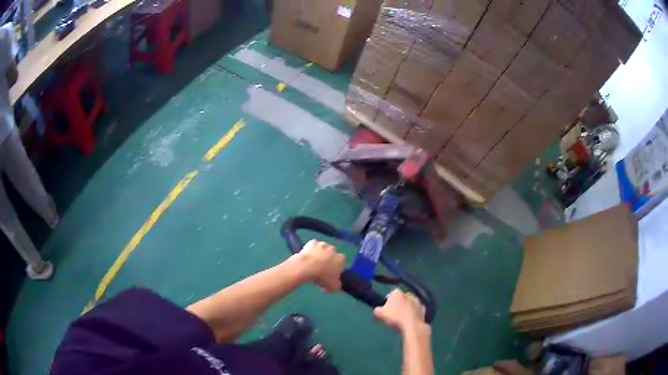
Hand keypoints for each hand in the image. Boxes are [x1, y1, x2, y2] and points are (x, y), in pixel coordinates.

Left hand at [296, 240, 344, 291]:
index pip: (341, 263)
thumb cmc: (322, 277)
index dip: (336, 269)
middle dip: (328, 260)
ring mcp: (322, 244)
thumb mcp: (333, 287)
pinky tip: (307, 257)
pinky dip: (311, 250)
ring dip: (320, 254)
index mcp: (341, 259)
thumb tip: (336, 284)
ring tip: (313, 264)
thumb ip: (337, 285)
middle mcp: (334, 249)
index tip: (330, 275)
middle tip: (321, 270)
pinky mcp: (312, 242)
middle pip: (332, 255)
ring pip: (323, 249)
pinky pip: (313, 246)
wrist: (306, 267)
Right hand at [374, 289, 428, 333]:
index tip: (385, 310)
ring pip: (410, 304)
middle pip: (401, 299)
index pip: (390, 295)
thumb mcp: (379, 314)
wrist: (412, 326)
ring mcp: (418, 301)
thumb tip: (377, 311)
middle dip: (398, 305)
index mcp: (397, 293)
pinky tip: (410, 321)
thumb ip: (377, 310)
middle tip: (393, 315)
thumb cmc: (394, 318)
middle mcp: (408, 294)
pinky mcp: (424, 309)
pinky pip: (417, 311)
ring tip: (402, 320)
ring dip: (406, 309)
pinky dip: (414, 314)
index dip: (387, 302)